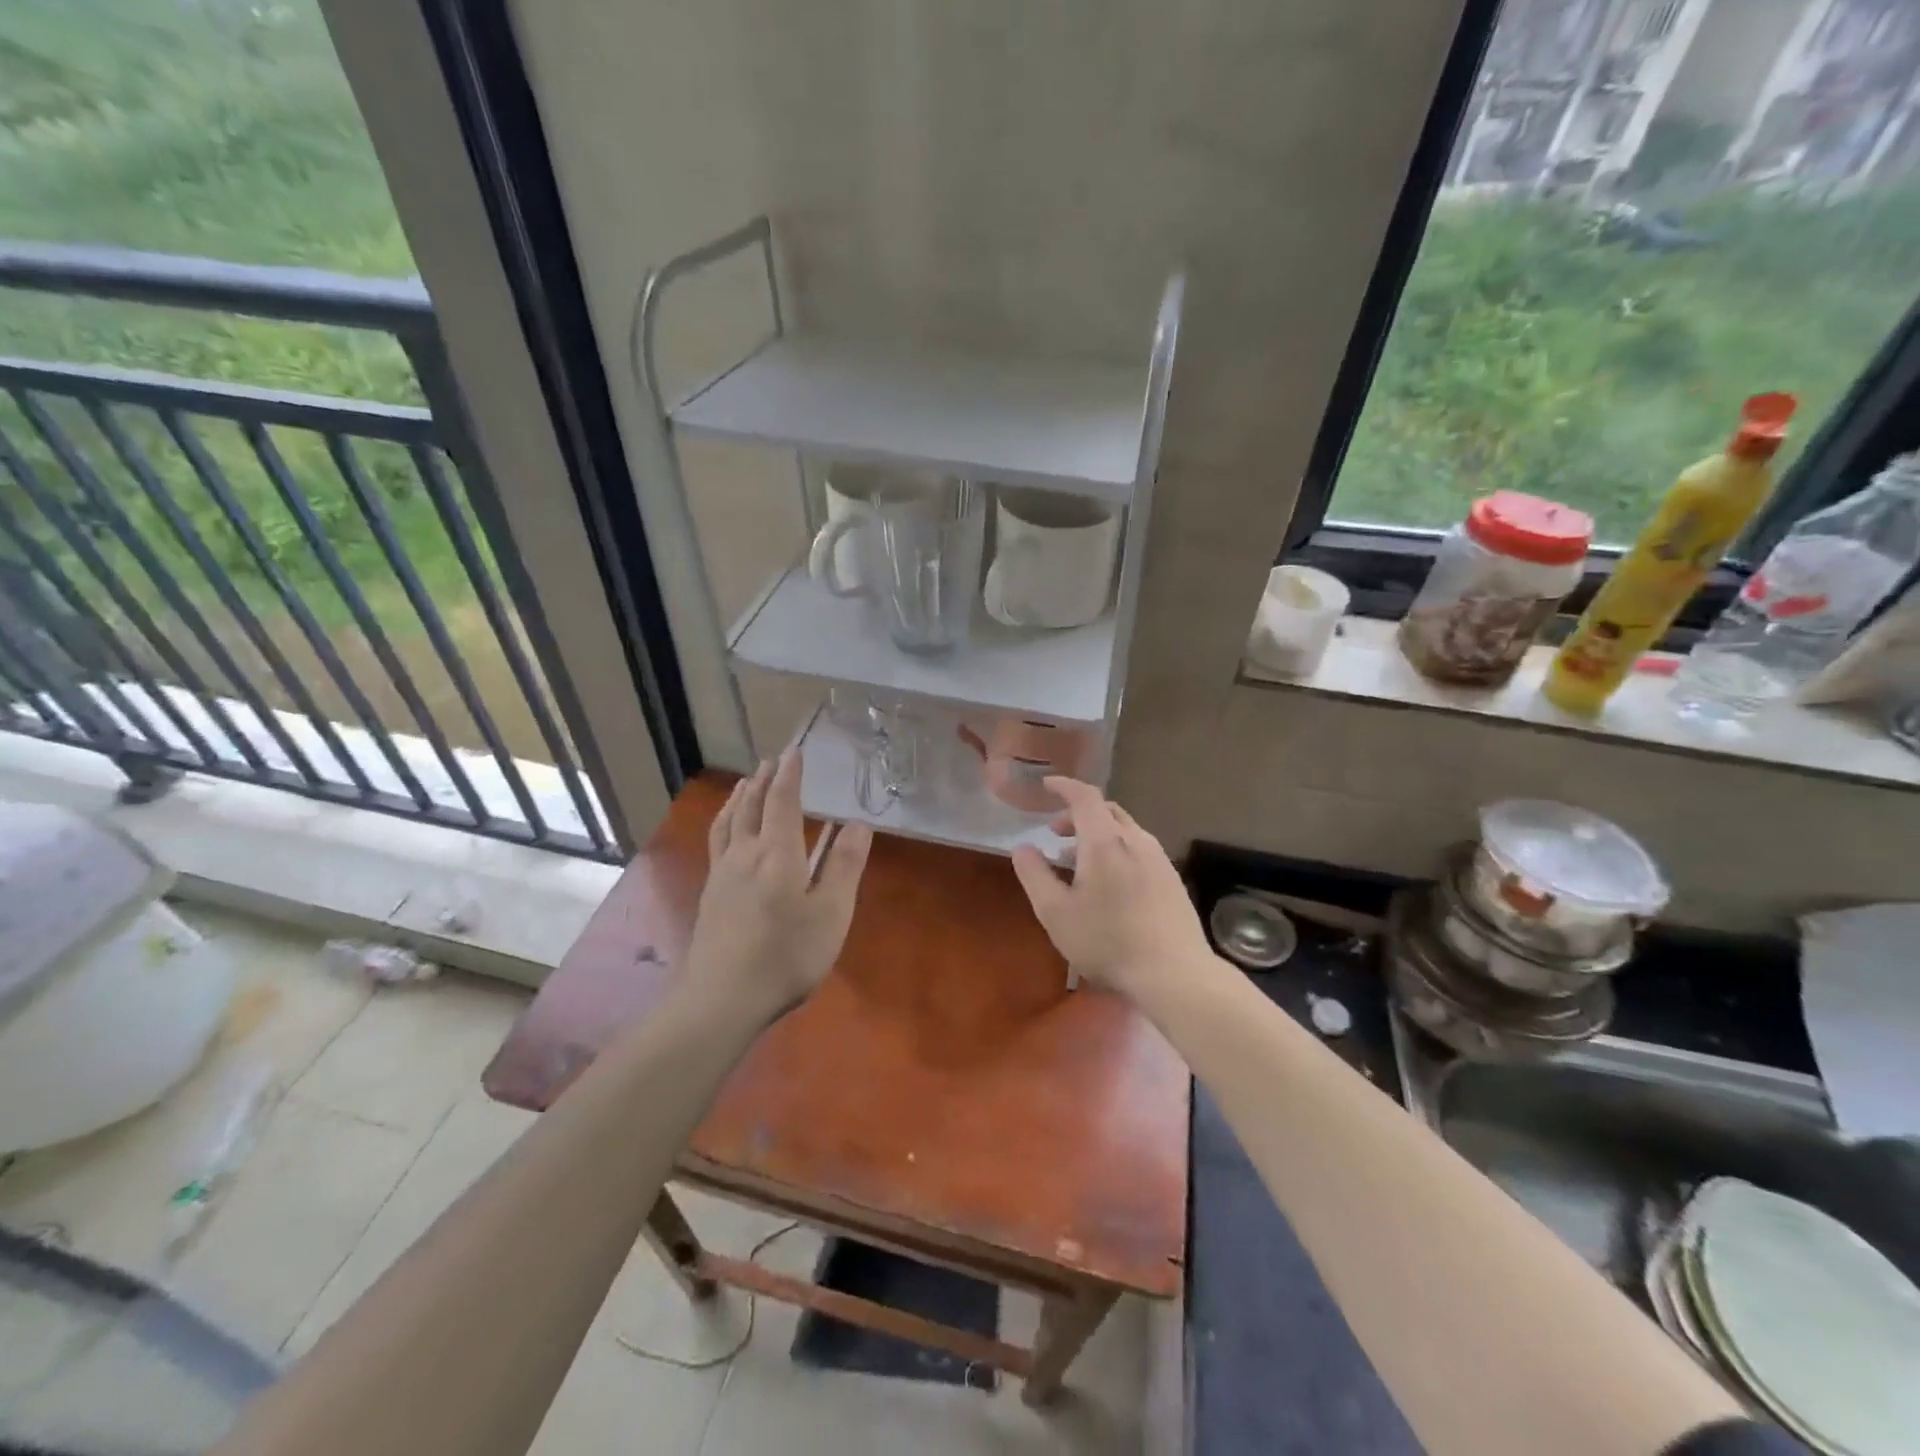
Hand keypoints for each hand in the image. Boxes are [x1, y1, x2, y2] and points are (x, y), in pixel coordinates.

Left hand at [685, 749, 873, 1023]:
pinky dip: (724, 822)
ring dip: (739, 798)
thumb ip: (844, 866)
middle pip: (751, 807)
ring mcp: (722, 874)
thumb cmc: (786, 955)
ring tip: (744, 784)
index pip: (782, 802)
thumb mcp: (831, 913)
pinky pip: (717, 842)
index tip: (794, 752)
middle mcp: (745, 854)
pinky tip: (727, 833)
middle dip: (762, 781)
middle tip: (770, 761)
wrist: (722, 998)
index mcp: (777, 854)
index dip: (789, 776)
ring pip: (728, 823)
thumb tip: (857, 823)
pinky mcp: (710, 894)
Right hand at [1010, 778, 1210, 1004]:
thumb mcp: (1056, 912)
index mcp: (1105, 841)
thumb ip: (1035, 875)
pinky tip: (1110, 883)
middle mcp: (1136, 840)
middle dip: (1077, 814)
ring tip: (1077, 861)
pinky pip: (1139, 850)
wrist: (1175, 974)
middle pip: (1106, 811)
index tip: (1046, 786)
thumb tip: (1023, 847)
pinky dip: (1117, 850)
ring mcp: (1159, 860)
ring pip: (1125, 831)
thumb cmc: (1108, 942)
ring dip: (1097, 835)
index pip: (1085, 796)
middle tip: (1055, 833)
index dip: (1064, 786)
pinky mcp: (1172, 880)